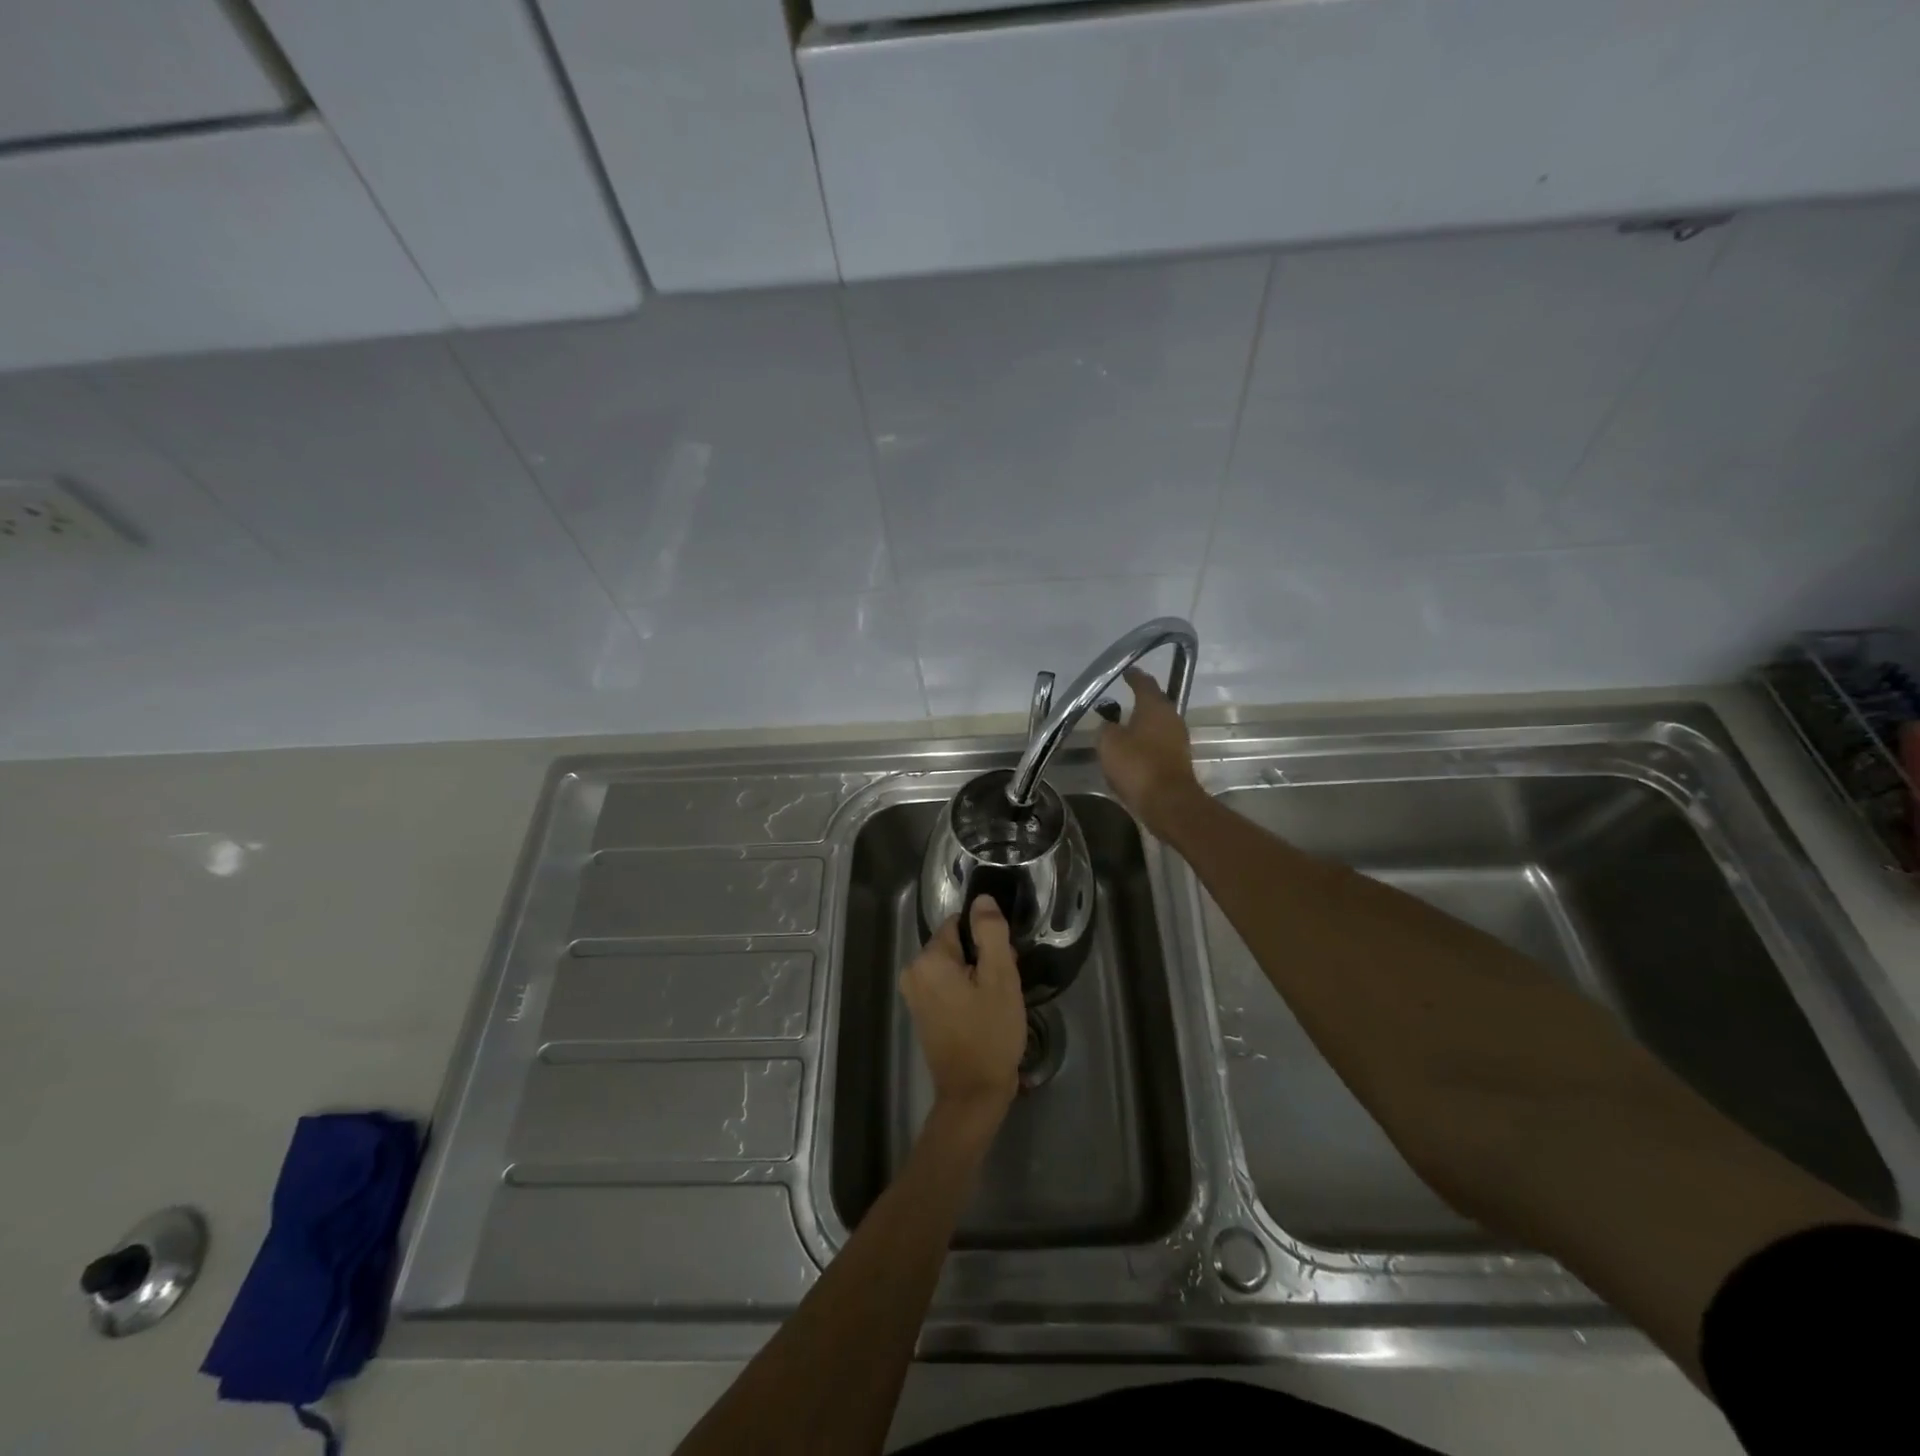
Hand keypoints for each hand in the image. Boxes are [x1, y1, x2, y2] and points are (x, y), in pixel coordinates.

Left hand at [900, 897, 1026, 1119]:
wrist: (973, 1094)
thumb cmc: (990, 1033)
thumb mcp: (1000, 977)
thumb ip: (991, 932)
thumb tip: (982, 900)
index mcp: (928, 959)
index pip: (959, 924)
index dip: (986, 939)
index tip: (1004, 963)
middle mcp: (913, 972)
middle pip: (956, 945)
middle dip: (982, 958)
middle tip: (1003, 986)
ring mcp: (915, 995)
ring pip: (954, 967)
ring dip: (976, 977)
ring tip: (996, 1002)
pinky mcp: (922, 1013)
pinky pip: (947, 986)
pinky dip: (966, 992)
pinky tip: (983, 1013)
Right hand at [1097, 667, 1202, 833]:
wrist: (1168, 802)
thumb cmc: (1137, 765)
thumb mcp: (1109, 743)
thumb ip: (1106, 728)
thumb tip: (1109, 724)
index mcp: (1155, 706)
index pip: (1144, 683)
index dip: (1134, 676)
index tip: (1126, 671)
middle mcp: (1171, 717)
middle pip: (1154, 702)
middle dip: (1139, 699)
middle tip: (1121, 698)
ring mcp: (1178, 739)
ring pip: (1157, 723)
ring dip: (1142, 722)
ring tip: (1123, 724)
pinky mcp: (1178, 759)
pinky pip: (1158, 742)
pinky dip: (1146, 741)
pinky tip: (1133, 748)